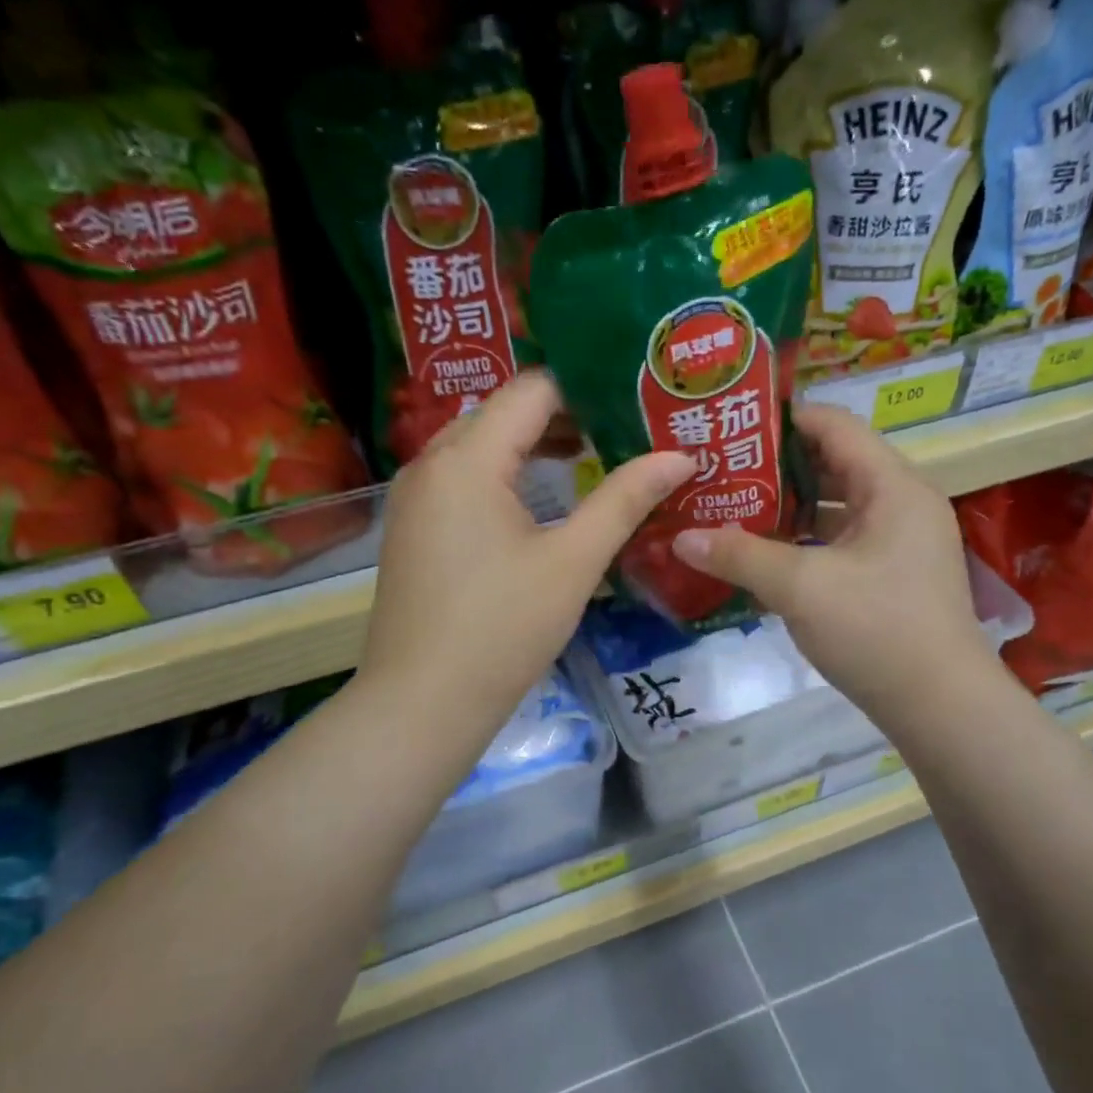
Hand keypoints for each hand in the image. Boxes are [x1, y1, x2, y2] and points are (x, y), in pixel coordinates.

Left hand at [362, 371, 694, 736]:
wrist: (422, 703)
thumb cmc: (502, 629)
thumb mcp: (573, 562)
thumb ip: (624, 499)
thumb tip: (681, 456)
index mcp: (467, 458)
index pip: (533, 390)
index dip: (587, 389)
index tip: (635, 403)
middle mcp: (430, 463)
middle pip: (503, 413)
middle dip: (564, 417)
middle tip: (624, 429)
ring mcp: (413, 498)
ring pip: (480, 448)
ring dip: (533, 448)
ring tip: (593, 459)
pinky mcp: (411, 530)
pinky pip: (462, 481)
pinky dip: (504, 477)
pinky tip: (541, 504)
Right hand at [670, 403, 1000, 729]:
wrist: (940, 707)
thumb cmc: (876, 630)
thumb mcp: (800, 588)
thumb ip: (739, 556)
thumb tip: (681, 538)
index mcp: (893, 486)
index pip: (834, 426)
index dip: (782, 420)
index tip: (731, 427)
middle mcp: (901, 503)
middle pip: (833, 465)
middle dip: (776, 468)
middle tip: (721, 472)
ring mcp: (899, 542)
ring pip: (835, 508)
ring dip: (787, 509)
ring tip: (732, 510)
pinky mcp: (891, 576)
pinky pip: (841, 543)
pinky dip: (804, 544)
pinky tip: (762, 557)